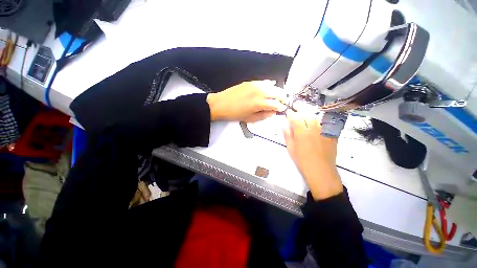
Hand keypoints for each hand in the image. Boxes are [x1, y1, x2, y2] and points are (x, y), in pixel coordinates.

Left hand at [206, 80, 286, 121]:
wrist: (220, 104)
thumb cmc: (235, 114)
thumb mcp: (250, 118)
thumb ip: (264, 115)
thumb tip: (273, 112)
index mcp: (259, 103)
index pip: (276, 103)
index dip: (281, 107)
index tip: (283, 109)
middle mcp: (260, 91)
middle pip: (277, 92)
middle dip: (283, 98)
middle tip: (284, 102)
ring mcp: (255, 84)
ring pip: (272, 86)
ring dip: (278, 91)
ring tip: (279, 96)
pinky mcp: (250, 81)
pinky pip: (264, 82)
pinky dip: (269, 85)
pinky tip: (271, 87)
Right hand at [283, 110, 342, 199]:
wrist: (321, 172)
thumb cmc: (302, 161)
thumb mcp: (291, 149)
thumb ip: (288, 136)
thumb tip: (285, 126)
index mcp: (302, 133)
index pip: (295, 118)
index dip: (291, 113)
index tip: (288, 111)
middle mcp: (313, 129)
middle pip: (307, 114)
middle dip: (301, 108)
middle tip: (296, 106)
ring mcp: (324, 131)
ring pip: (317, 117)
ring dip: (310, 112)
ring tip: (306, 111)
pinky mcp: (331, 135)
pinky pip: (326, 123)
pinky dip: (320, 120)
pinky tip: (317, 121)